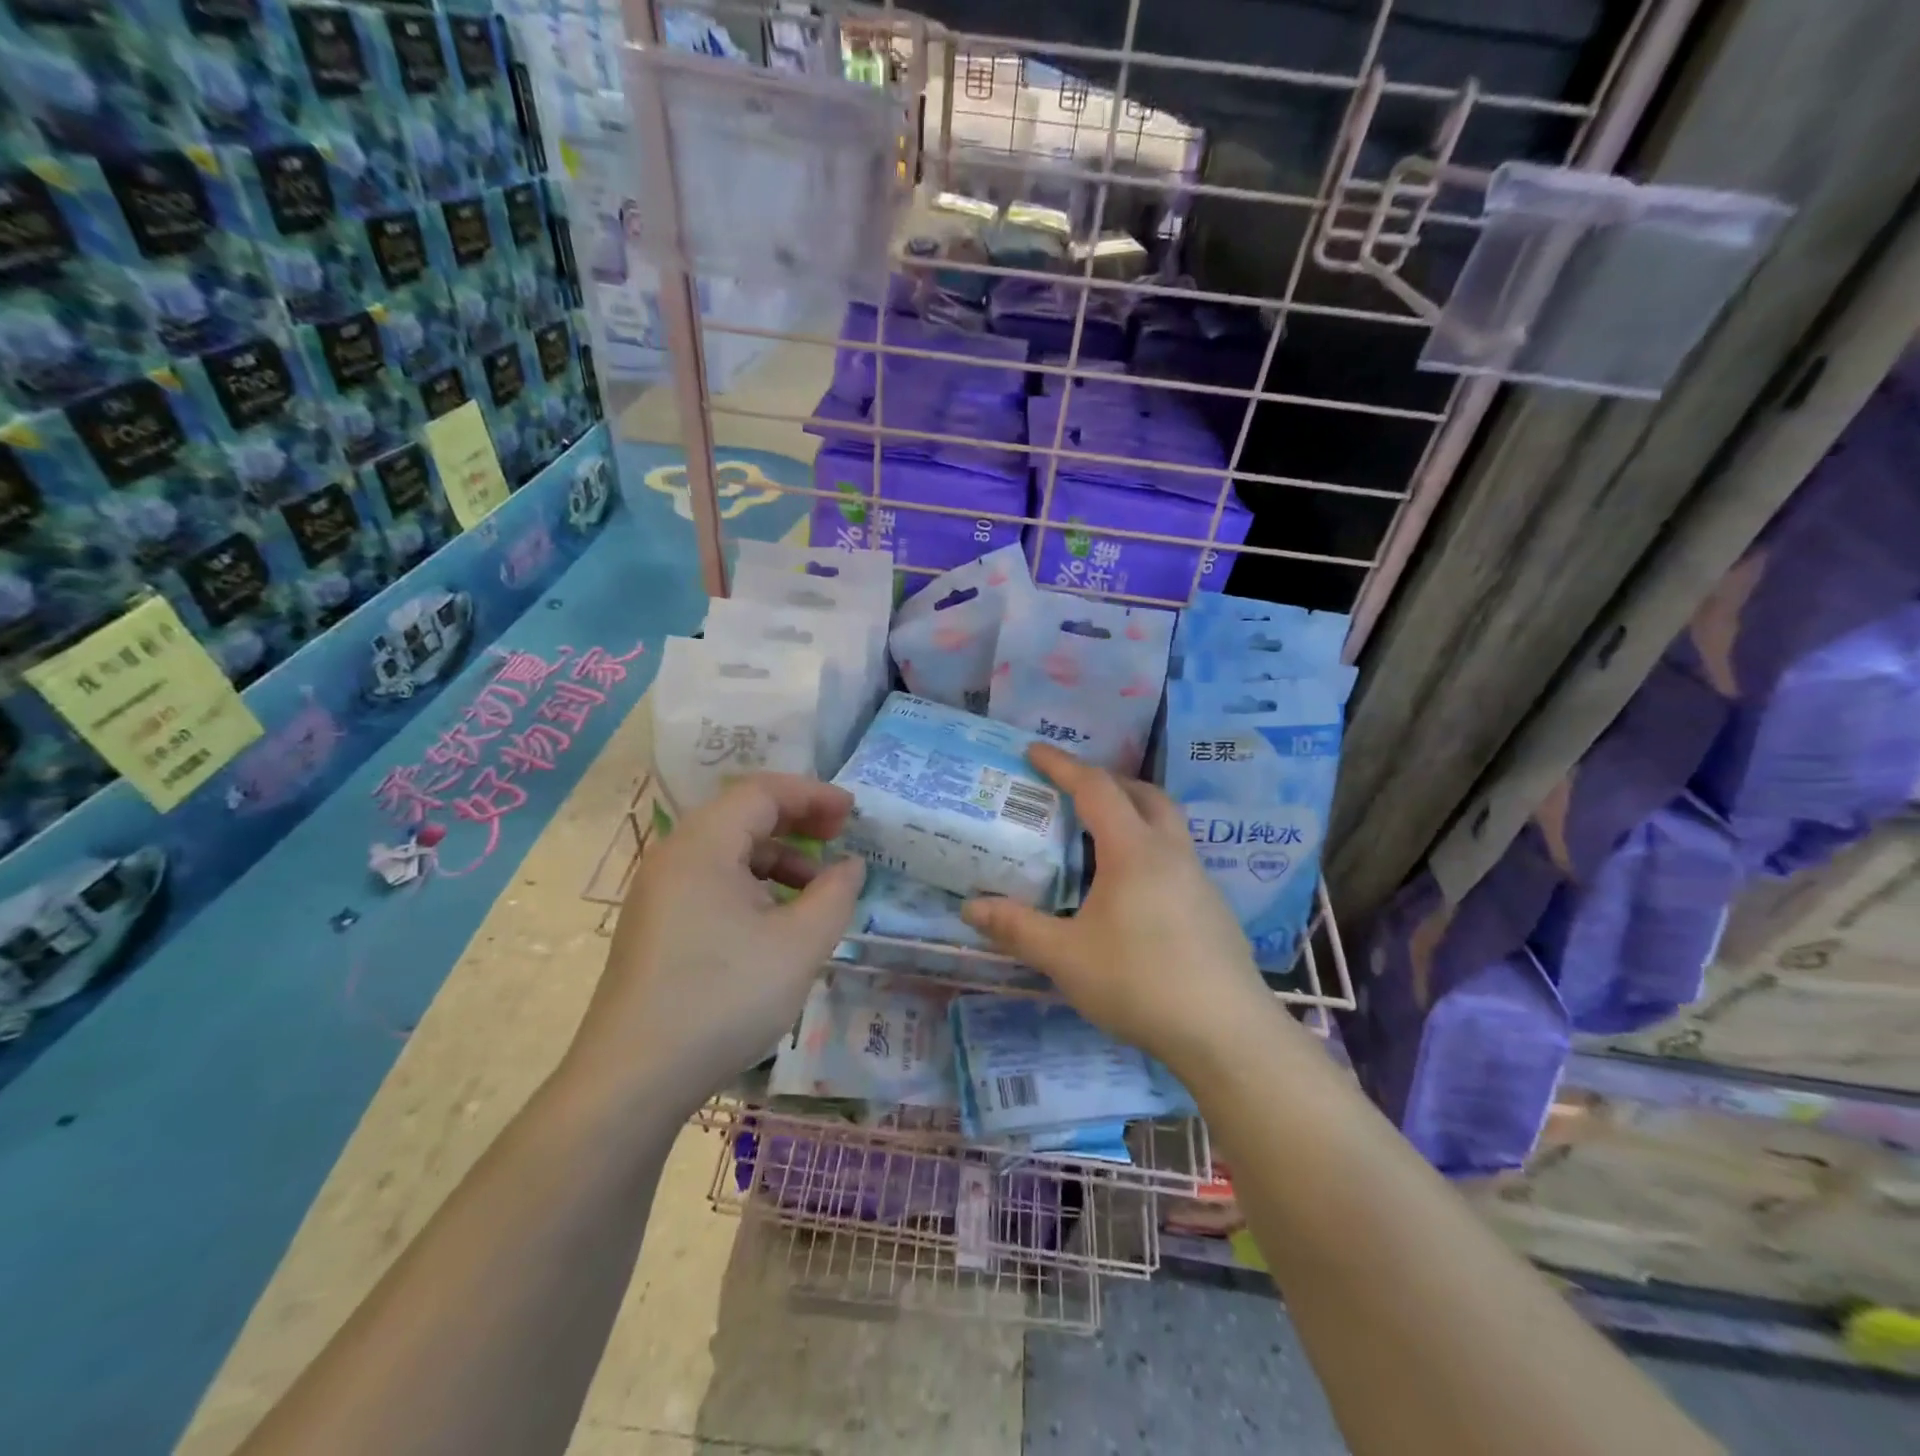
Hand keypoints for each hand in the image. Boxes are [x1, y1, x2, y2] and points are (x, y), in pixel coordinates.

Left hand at [564, 775, 865, 1115]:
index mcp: (702, 845)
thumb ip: (835, 895)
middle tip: (839, 839)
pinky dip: (753, 887)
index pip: (762, 792)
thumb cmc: (723, 998)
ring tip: (816, 892)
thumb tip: (849, 866)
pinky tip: (777, 923)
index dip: (813, 795)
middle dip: (797, 822)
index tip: (853, 813)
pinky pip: (713, 883)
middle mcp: (674, 857)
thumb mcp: (799, 945)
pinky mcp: (657, 925)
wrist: (633, 1080)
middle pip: (742, 816)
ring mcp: (659, 893)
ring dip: (778, 860)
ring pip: (728, 853)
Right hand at [961, 744, 1273, 1074]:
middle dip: (1105, 781)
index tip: (1033, 751)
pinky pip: (1175, 855)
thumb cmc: (1139, 983)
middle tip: (1071, 792)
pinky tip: (1131, 890)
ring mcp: (1198, 878)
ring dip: (1132, 812)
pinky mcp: (1212, 906)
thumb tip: (970, 908)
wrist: (1226, 1033)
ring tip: (1097, 837)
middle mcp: (1170, 852)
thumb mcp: (1065, 957)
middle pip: (1142, 793)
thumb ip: (1017, 928)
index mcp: (1133, 850)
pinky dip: (1147, 848)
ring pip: (1166, 823)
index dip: (1062, 765)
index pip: (1095, 788)